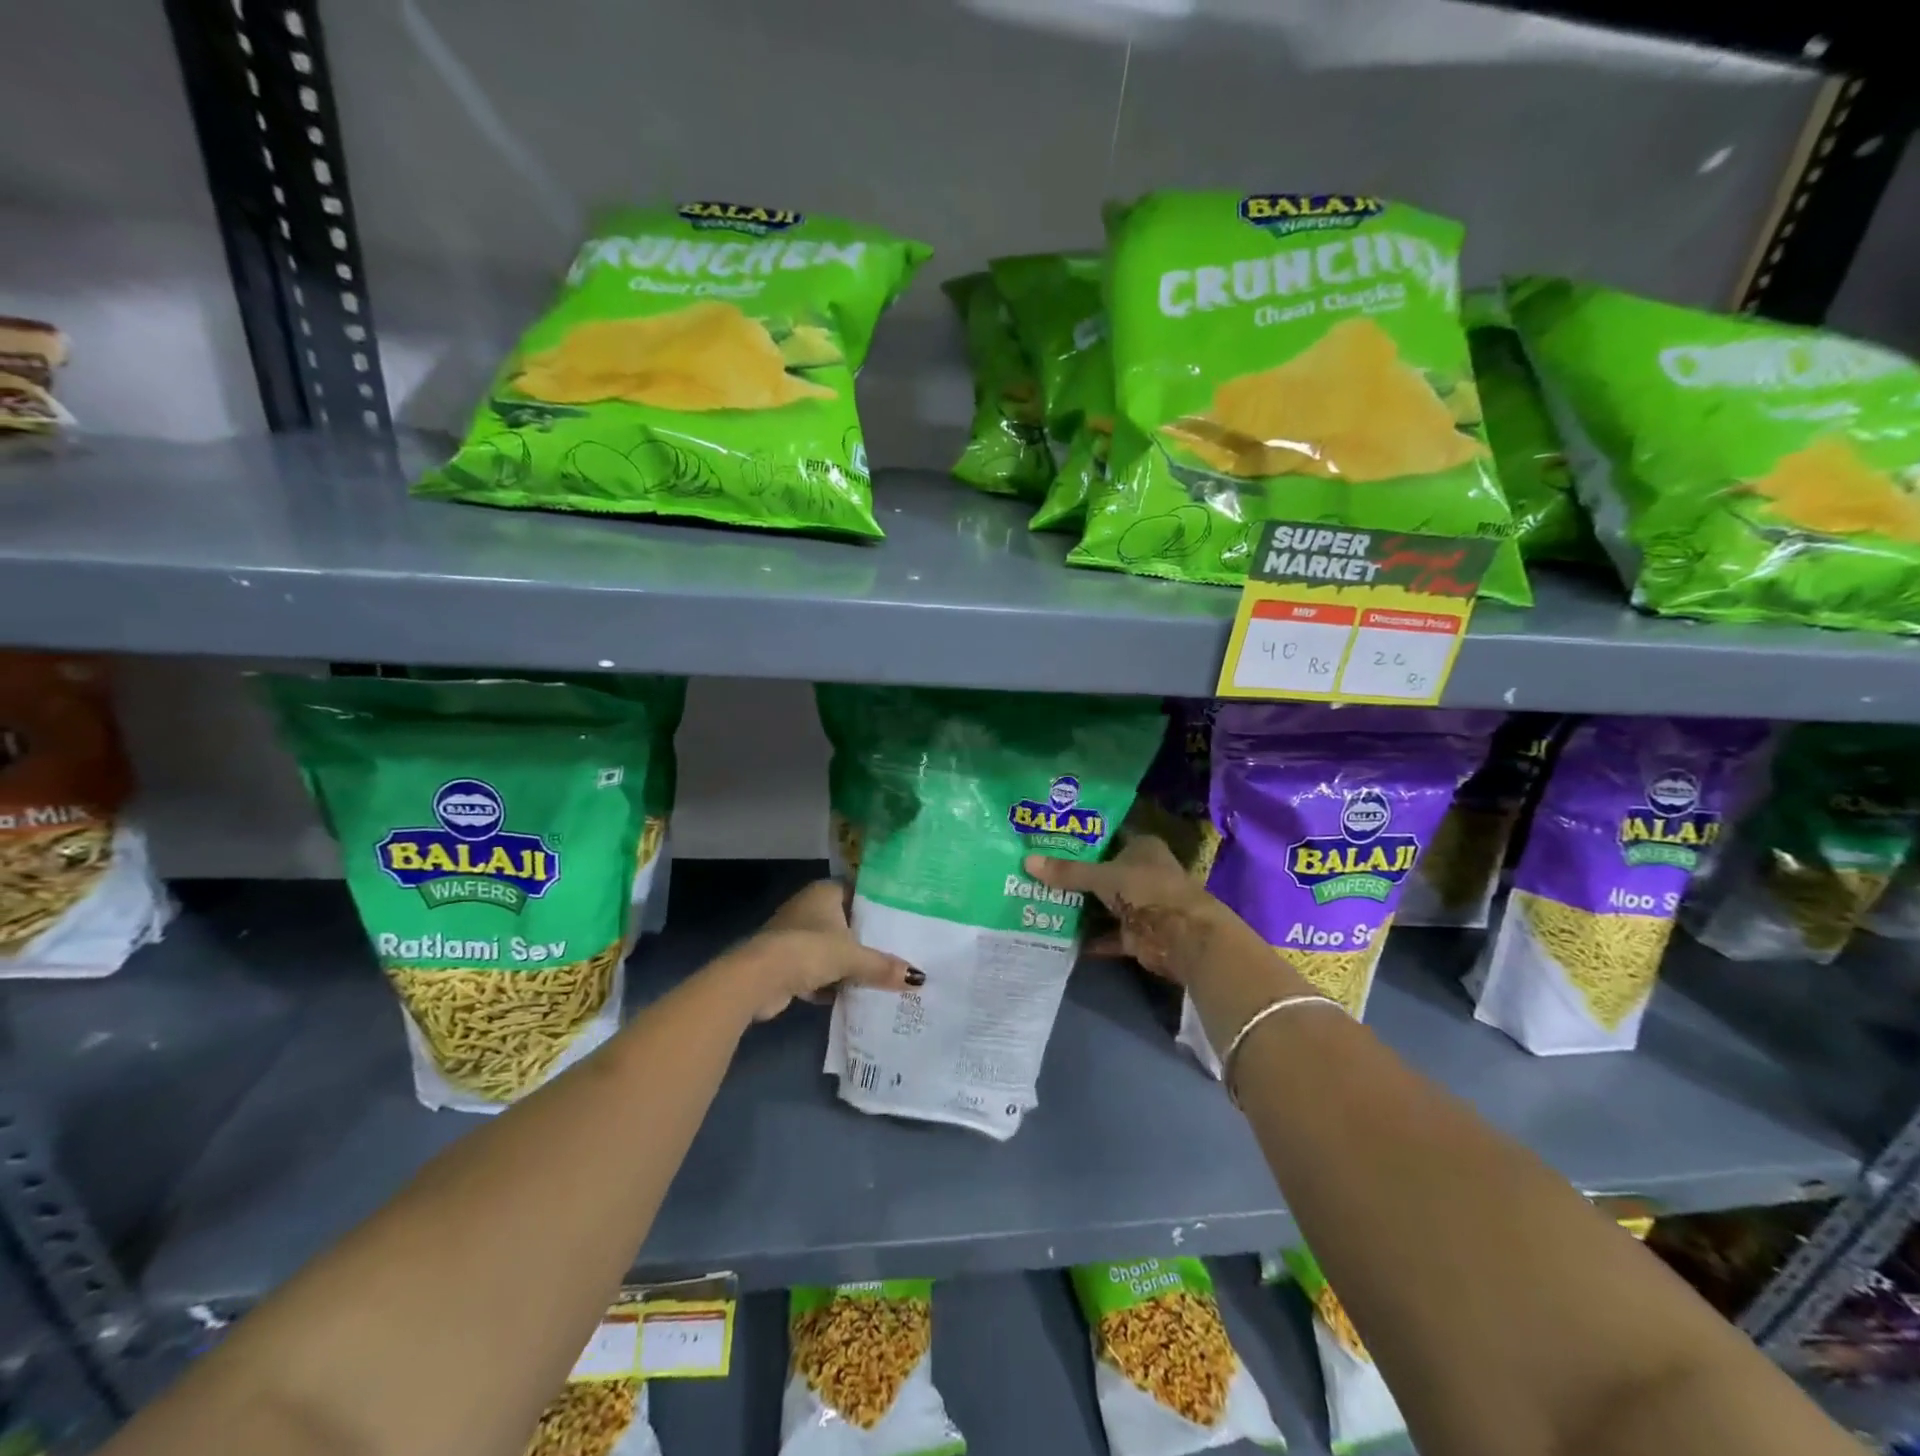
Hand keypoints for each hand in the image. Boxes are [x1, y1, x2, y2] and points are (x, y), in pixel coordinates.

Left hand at [728, 880, 918, 1021]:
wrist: (758, 978)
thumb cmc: (808, 950)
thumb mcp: (852, 958)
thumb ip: (883, 966)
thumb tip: (918, 979)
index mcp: (824, 892)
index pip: (859, 892)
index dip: (880, 905)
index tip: (903, 919)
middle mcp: (808, 907)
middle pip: (846, 922)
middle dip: (867, 939)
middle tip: (899, 951)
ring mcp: (795, 935)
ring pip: (831, 948)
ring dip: (848, 964)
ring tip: (882, 975)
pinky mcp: (786, 962)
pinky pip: (817, 970)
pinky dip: (831, 982)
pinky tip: (852, 995)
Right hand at [1025, 835, 1244, 984]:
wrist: (1183, 936)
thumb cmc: (1147, 890)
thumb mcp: (1103, 876)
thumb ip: (1068, 872)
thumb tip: (1027, 862)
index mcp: (1141, 847)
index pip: (1105, 837)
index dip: (1079, 839)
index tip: (1047, 840)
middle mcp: (1140, 872)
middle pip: (1101, 872)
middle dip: (1072, 876)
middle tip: (1034, 872)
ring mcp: (1139, 904)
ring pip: (1102, 904)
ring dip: (1078, 907)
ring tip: (1037, 902)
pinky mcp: (1136, 934)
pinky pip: (1105, 934)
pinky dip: (1087, 938)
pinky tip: (1057, 936)